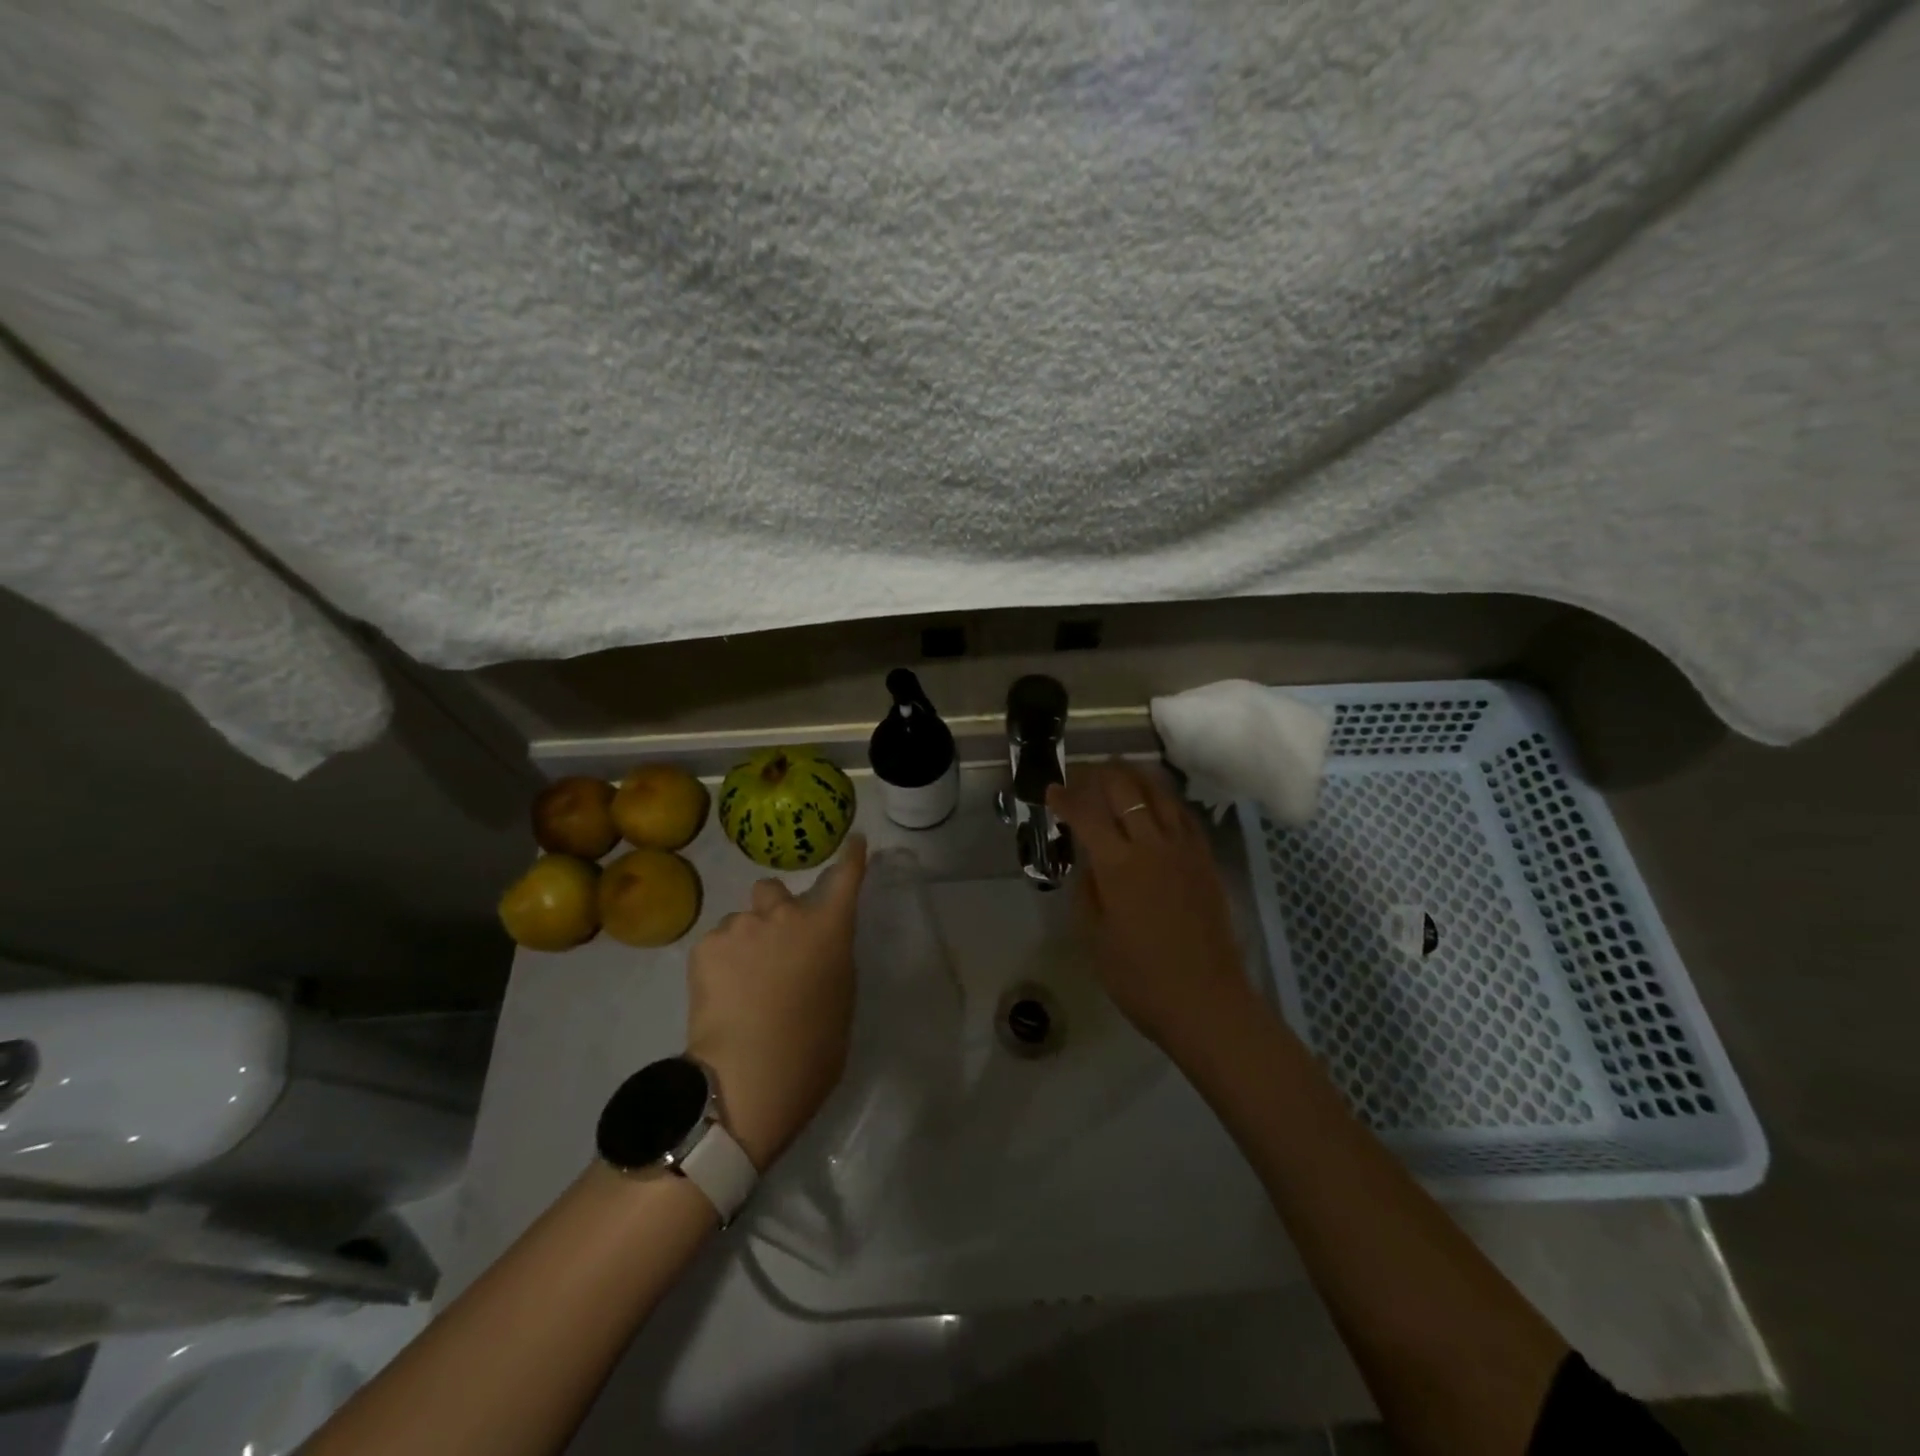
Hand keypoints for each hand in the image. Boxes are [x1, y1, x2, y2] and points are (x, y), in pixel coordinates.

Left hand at [684, 835, 868, 1168]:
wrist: (748, 1078)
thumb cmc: (813, 1049)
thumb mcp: (840, 997)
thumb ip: (829, 959)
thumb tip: (813, 950)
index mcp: (828, 927)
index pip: (846, 877)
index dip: (851, 857)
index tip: (853, 840)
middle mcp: (786, 914)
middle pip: (774, 889)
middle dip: (774, 909)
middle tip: (772, 948)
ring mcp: (742, 926)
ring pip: (741, 919)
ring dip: (745, 939)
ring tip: (740, 983)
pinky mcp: (705, 945)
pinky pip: (716, 943)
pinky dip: (720, 961)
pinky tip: (721, 995)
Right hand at [1046, 762, 1248, 1050]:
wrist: (1206, 1001)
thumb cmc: (1139, 978)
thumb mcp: (1094, 936)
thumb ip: (1088, 889)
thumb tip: (1090, 860)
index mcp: (1118, 865)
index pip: (1087, 814)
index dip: (1066, 798)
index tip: (1051, 791)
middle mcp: (1151, 845)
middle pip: (1125, 789)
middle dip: (1099, 775)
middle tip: (1083, 776)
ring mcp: (1184, 849)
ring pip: (1159, 793)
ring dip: (1135, 778)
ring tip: (1118, 776)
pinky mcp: (1205, 860)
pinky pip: (1184, 815)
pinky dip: (1165, 800)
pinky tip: (1157, 804)